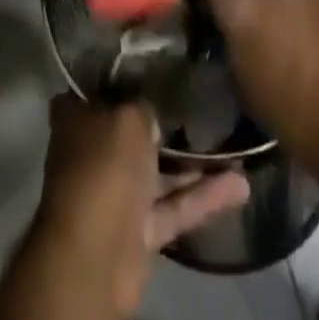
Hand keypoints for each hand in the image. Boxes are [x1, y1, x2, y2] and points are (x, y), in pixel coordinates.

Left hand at [21, 94, 248, 319]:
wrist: (97, 256)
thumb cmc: (105, 167)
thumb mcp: (128, 117)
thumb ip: (144, 107)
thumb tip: (153, 111)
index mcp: (77, 118)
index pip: (102, 88)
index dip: (128, 76)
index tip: (160, 64)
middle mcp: (94, 152)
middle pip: (133, 131)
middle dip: (164, 121)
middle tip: (202, 99)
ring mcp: (117, 193)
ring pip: (159, 171)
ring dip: (194, 162)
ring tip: (233, 142)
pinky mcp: (140, 230)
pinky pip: (175, 206)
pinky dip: (204, 197)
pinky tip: (241, 184)